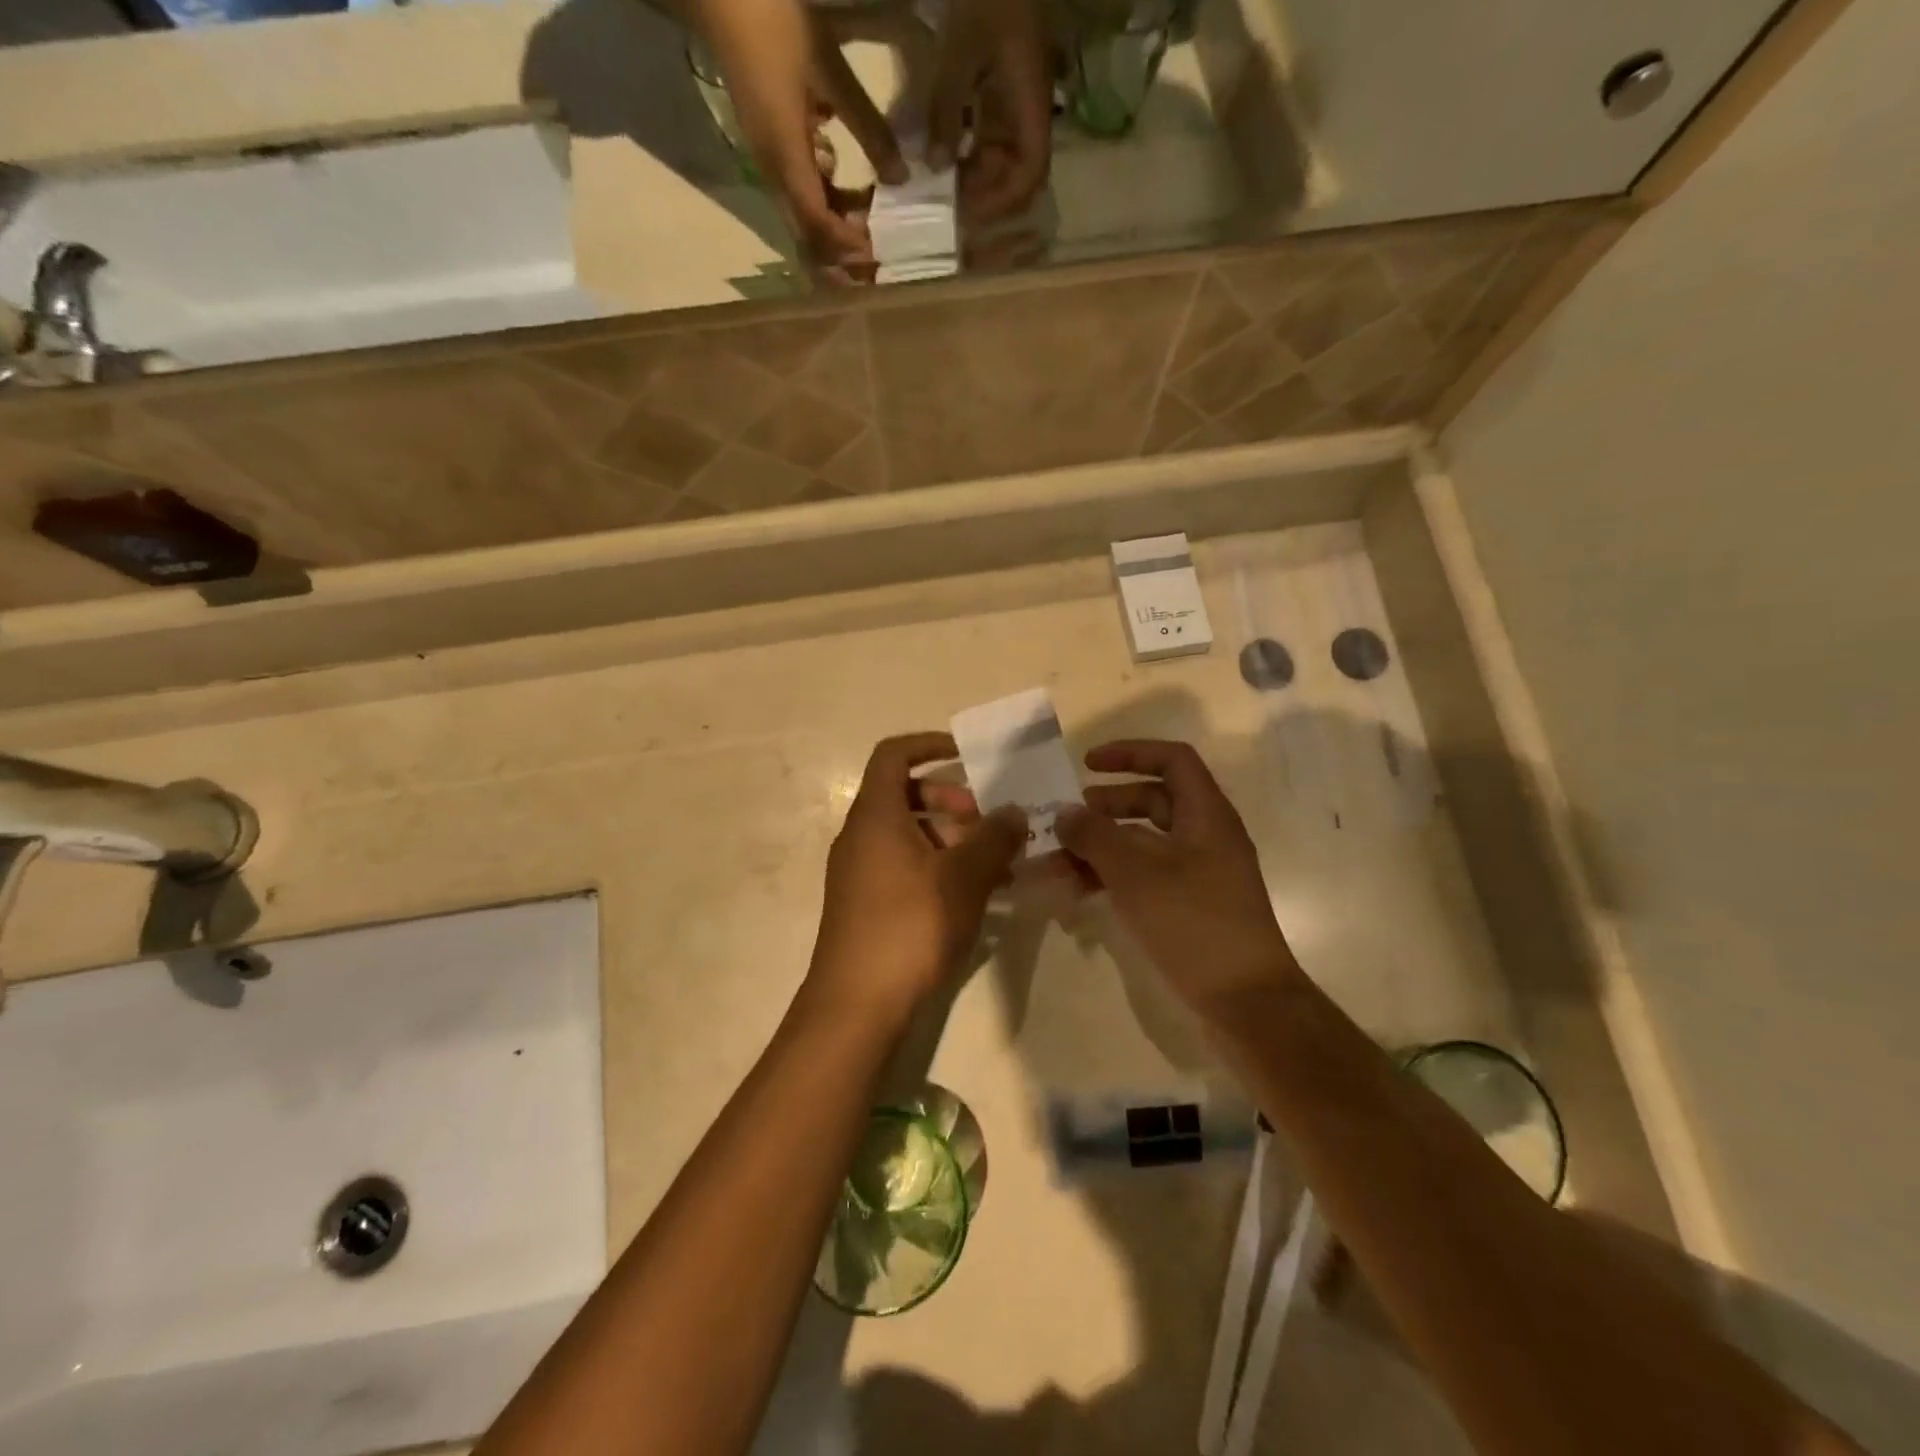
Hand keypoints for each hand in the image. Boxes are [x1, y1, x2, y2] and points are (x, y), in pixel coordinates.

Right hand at [693, 0, 906, 282]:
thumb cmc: (774, 22)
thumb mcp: (830, 71)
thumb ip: (868, 128)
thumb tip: (901, 178)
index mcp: (786, 157)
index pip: (818, 223)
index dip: (847, 245)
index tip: (878, 254)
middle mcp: (774, 172)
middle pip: (808, 236)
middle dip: (841, 258)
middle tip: (875, 267)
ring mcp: (770, 163)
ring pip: (806, 220)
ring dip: (837, 233)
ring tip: (871, 232)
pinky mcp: (772, 151)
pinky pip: (802, 194)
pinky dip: (829, 205)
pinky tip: (851, 195)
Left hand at [807, 733, 1026, 1023]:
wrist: (856, 1003)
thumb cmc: (910, 925)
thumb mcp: (964, 877)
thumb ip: (994, 837)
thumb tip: (1014, 811)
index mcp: (876, 815)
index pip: (894, 755)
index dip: (930, 745)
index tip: (968, 756)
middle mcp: (860, 835)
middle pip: (906, 795)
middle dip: (952, 801)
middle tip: (989, 823)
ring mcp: (858, 871)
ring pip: (909, 834)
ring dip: (952, 839)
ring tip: (995, 865)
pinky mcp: (864, 903)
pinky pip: (903, 865)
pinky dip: (937, 867)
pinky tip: (973, 896)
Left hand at [927, 0, 1052, 226]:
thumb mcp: (962, 49)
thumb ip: (947, 109)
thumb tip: (934, 167)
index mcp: (1031, 103)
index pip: (1030, 172)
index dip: (1004, 200)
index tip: (971, 213)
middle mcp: (1028, 109)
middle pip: (1016, 172)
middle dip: (986, 195)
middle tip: (948, 208)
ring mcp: (1014, 100)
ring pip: (1001, 158)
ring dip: (975, 177)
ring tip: (941, 188)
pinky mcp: (999, 88)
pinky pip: (988, 135)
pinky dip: (968, 152)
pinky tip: (942, 156)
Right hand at [1056, 740, 1300, 1016]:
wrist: (1247, 1001)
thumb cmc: (1194, 923)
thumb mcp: (1136, 873)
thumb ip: (1095, 836)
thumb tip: (1065, 813)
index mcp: (1206, 815)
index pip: (1172, 760)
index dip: (1130, 753)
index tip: (1087, 764)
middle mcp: (1206, 836)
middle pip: (1153, 801)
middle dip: (1106, 805)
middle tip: (1067, 820)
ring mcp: (1199, 873)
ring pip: (1144, 842)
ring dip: (1102, 847)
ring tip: (1059, 862)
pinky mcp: (1190, 905)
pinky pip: (1146, 875)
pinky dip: (1114, 876)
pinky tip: (1080, 892)